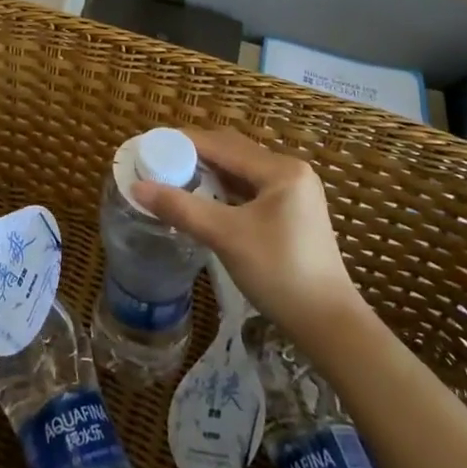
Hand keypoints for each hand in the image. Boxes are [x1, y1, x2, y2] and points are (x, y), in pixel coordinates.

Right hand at [135, 128, 361, 342]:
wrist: (329, 325)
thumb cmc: (280, 273)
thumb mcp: (226, 237)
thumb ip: (182, 208)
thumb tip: (138, 188)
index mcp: (280, 169)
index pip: (222, 145)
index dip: (184, 142)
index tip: (151, 145)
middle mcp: (290, 171)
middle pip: (233, 152)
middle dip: (195, 155)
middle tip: (160, 161)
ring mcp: (294, 192)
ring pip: (241, 171)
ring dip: (210, 172)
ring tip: (175, 177)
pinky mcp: (293, 212)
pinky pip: (251, 188)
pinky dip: (225, 189)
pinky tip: (205, 199)